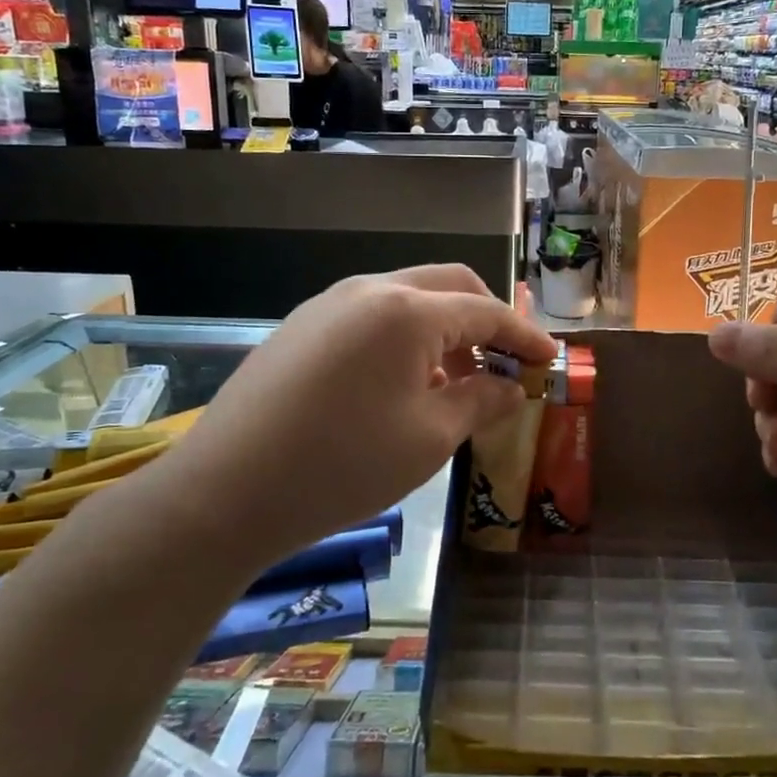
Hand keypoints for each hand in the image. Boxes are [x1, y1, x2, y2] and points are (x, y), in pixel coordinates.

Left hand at [166, 266, 554, 561]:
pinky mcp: (302, 326)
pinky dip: (405, 336)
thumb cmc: (342, 465)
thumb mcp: (428, 438)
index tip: (551, 358)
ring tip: (456, 380)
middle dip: (486, 317)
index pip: (485, 311)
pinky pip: (371, 315)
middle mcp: (369, 291)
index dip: (524, 335)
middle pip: (449, 285)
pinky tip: (402, 382)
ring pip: (407, 296)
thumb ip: (479, 402)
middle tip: (506, 360)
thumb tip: (508, 387)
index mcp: (407, 311)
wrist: (225, 492)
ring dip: (444, 326)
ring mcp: (329, 304)